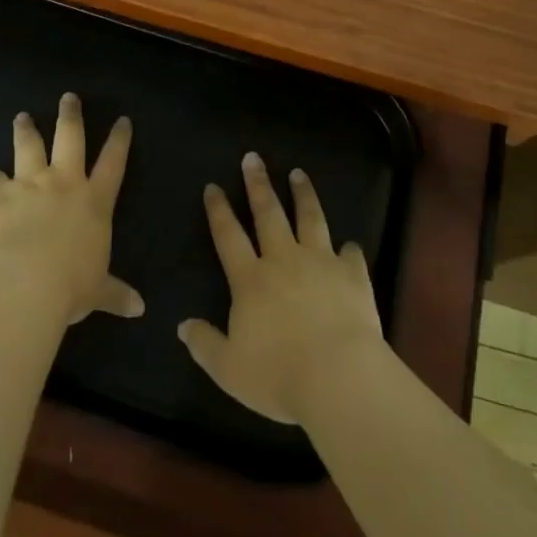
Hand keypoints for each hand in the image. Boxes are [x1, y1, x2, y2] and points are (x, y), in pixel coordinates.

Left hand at [0, 93, 143, 325]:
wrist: (26, 283)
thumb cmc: (72, 286)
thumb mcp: (99, 291)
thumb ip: (116, 293)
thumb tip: (139, 309)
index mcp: (94, 201)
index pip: (113, 162)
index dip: (119, 140)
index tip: (122, 120)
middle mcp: (64, 183)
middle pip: (70, 138)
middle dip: (71, 116)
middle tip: (68, 97)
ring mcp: (30, 184)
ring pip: (29, 146)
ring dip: (26, 130)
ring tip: (22, 118)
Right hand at [178, 153, 384, 424]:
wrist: (340, 378)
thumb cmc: (279, 374)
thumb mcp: (229, 368)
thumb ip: (205, 344)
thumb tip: (183, 326)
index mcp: (250, 280)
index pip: (228, 236)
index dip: (219, 210)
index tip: (213, 186)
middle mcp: (284, 260)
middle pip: (268, 213)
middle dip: (258, 184)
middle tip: (253, 158)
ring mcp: (321, 263)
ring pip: (310, 219)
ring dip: (303, 195)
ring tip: (299, 174)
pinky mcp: (353, 276)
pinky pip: (351, 255)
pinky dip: (349, 248)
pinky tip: (349, 244)